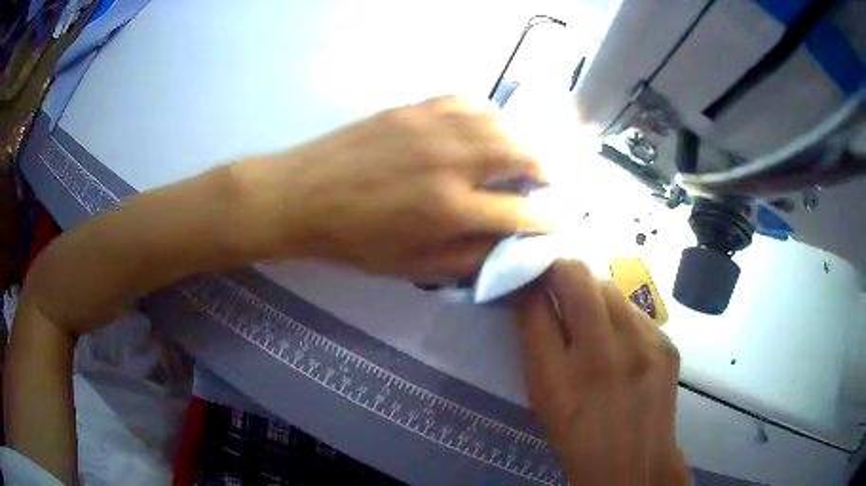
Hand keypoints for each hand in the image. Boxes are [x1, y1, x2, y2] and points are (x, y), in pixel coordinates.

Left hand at [238, 96, 547, 280]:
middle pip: (522, 154)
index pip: (520, 213)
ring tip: (528, 152)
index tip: (558, 220)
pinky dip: (489, 114)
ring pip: (501, 123)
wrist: (303, 195)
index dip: (546, 220)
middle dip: (547, 168)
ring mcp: (433, 127)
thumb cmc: (354, 240)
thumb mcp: (411, 268)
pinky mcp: (415, 108)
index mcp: (450, 209)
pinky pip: (468, 101)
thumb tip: (507, 246)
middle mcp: (451, 161)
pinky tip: (489, 126)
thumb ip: (467, 259)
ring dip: (524, 139)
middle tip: (551, 179)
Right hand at [516, 259, 685, 484]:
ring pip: (609, 288)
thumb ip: (536, 341)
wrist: (634, 460)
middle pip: (577, 277)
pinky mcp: (667, 344)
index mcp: (558, 378)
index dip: (527, 280)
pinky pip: (635, 310)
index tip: (525, 273)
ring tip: (590, 314)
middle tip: (553, 277)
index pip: (535, 304)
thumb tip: (532, 294)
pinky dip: (619, 314)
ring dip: (592, 292)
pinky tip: (620, 338)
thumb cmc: (577, 434)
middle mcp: (604, 354)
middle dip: (559, 268)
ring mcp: (644, 345)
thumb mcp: (543, 396)